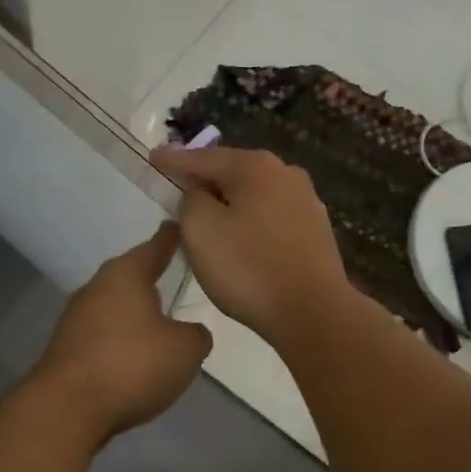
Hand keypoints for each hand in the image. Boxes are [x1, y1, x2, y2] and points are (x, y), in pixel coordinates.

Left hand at [33, 223, 211, 440]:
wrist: (67, 409)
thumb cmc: (132, 365)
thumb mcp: (185, 350)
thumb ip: (196, 335)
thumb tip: (190, 332)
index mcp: (126, 275)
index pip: (155, 247)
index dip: (171, 238)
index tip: (178, 225)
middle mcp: (97, 288)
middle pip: (130, 276)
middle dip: (151, 279)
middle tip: (174, 278)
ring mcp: (76, 319)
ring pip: (115, 307)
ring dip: (135, 314)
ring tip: (160, 323)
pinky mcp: (67, 349)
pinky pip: (104, 336)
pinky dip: (121, 342)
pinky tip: (135, 358)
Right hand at [150, 145, 352, 344]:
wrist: (313, 313)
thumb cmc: (249, 268)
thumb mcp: (201, 229)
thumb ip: (191, 200)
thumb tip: (202, 193)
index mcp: (256, 166)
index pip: (203, 158)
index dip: (174, 160)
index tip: (154, 158)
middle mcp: (286, 173)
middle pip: (234, 171)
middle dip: (206, 179)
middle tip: (179, 185)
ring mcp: (306, 201)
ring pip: (255, 195)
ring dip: (230, 202)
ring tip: (208, 214)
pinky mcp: (316, 231)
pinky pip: (272, 217)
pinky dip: (251, 221)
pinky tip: (242, 237)